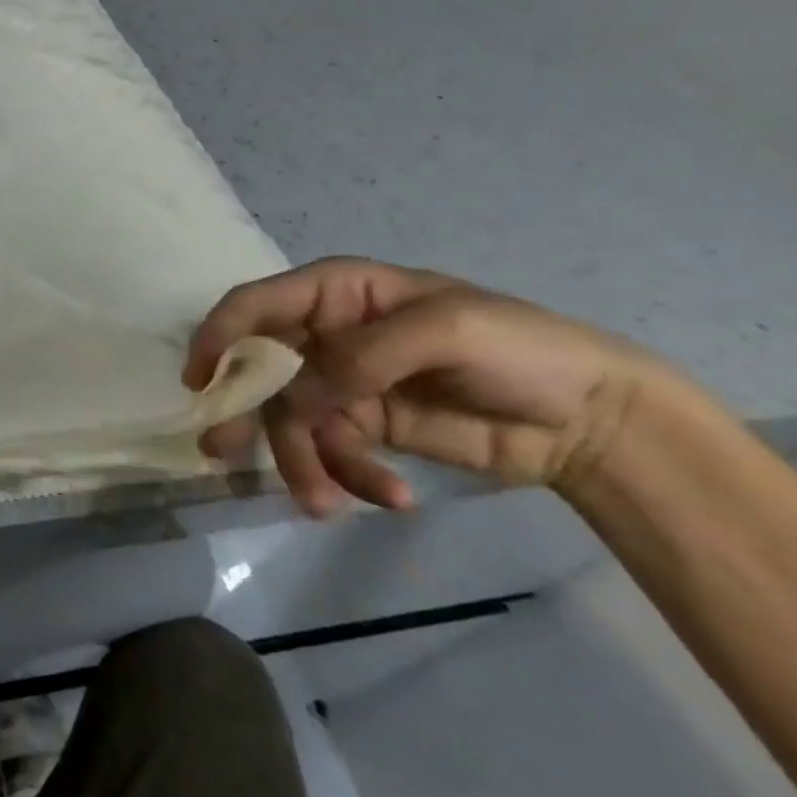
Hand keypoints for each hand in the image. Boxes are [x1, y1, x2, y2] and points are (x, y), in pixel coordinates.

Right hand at [184, 257, 687, 515]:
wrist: (597, 419)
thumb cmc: (519, 347)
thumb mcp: (446, 329)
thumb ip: (364, 354)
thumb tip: (298, 394)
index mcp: (335, 292)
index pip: (255, 306)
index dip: (218, 336)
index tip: (199, 382)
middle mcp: (326, 334)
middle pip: (260, 369)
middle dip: (244, 412)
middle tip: (223, 453)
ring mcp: (343, 383)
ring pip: (291, 420)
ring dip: (301, 462)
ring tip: (325, 504)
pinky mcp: (366, 426)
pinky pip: (333, 451)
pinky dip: (350, 476)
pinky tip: (390, 497)